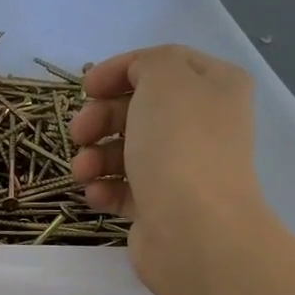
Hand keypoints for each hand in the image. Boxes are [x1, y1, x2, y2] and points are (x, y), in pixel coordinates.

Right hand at [68, 45, 266, 294]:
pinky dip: (105, 189)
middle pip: (138, 110)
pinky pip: (125, 190)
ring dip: (95, 157)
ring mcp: (182, 169)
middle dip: (101, 118)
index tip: (85, 88)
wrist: (194, 230)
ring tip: (82, 172)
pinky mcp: (162, 207)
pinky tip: (95, 195)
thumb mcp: (165, 80)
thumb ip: (148, 63)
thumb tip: (136, 79)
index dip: (120, 71)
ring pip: (127, 152)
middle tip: (79, 133)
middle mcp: (203, 125)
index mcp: (215, 87)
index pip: (162, 65)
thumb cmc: (180, 147)